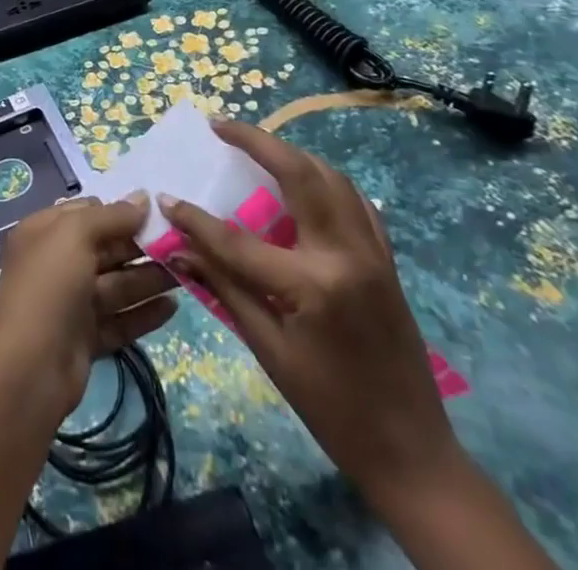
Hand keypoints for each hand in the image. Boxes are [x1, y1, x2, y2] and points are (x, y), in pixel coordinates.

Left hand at [0, 194, 175, 414]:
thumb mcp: (75, 235)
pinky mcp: (86, 338)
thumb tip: (143, 198)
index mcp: (44, 232)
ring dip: (149, 278)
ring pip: (116, 285)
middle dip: (140, 247)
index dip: (118, 212)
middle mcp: (57, 263)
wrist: (29, 368)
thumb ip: (111, 216)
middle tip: (181, 246)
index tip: (155, 215)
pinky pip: (120, 319)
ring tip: (186, 274)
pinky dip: (144, 312)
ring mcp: (71, 303)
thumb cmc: (49, 285)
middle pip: (105, 249)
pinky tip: (173, 307)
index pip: (86, 213)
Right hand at [158, 123, 464, 509]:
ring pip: (332, 178)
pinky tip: (307, 182)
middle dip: (257, 141)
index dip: (196, 219)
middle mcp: (346, 254)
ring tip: (257, 146)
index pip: (238, 239)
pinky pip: (356, 202)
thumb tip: (180, 249)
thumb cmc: (331, 408)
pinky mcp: (387, 260)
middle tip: (221, 126)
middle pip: (299, 174)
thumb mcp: (269, 351)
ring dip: (293, 154)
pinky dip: (327, 181)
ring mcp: (373, 252)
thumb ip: (225, 288)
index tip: (166, 197)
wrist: (412, 452)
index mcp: (312, 284)